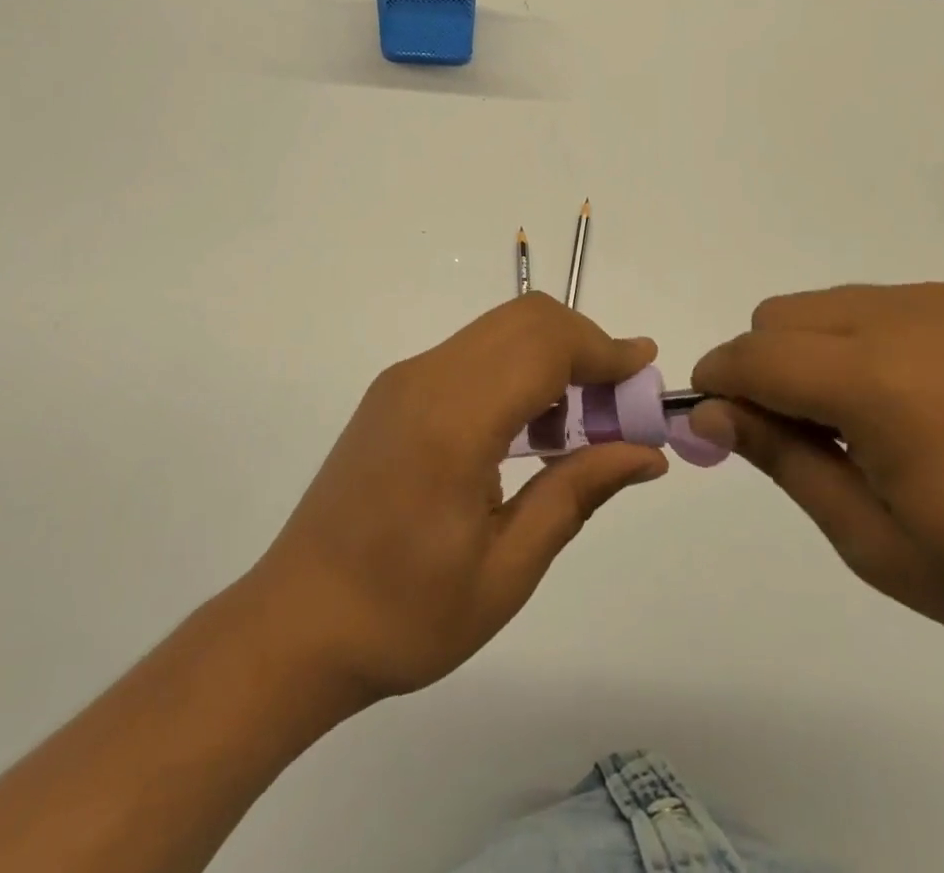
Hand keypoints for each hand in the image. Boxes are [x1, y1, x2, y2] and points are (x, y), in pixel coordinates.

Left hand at [249, 293, 666, 704]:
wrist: (297, 623)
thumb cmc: (405, 614)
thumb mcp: (507, 569)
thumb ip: (577, 494)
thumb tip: (645, 453)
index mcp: (453, 421)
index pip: (543, 346)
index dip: (603, 349)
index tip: (646, 371)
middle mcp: (425, 379)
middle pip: (524, 320)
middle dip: (584, 345)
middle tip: (618, 405)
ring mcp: (404, 379)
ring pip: (498, 330)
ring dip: (550, 355)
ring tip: (580, 424)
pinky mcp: (394, 390)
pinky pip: (471, 354)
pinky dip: (516, 368)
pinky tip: (529, 429)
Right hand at [689, 284, 943, 661]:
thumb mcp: (871, 539)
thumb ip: (780, 458)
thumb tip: (708, 414)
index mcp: (876, 382)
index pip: (753, 357)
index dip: (718, 385)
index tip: (714, 425)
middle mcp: (899, 319)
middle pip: (776, 318)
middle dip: (761, 369)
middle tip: (799, 437)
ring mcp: (934, 303)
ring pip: (816, 305)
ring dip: (805, 352)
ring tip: (855, 421)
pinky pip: (865, 304)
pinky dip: (850, 341)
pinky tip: (901, 399)